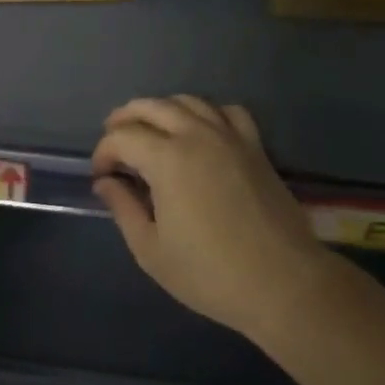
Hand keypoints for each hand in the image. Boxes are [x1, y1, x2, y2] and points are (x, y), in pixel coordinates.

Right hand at [92, 96, 328, 340]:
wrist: (283, 283)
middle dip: (124, 119)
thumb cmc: (211, 273)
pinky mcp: (254, 146)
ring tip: (151, 130)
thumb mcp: (152, 251)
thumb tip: (105, 182)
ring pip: (187, 101)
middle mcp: (195, 134)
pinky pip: (227, 111)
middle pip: (151, 107)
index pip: (122, 137)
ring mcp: (228, 136)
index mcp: (166, 159)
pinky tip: (202, 130)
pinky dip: (208, 113)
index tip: (100, 175)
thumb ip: (123, 209)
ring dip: (162, 109)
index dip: (104, 152)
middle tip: (114, 141)